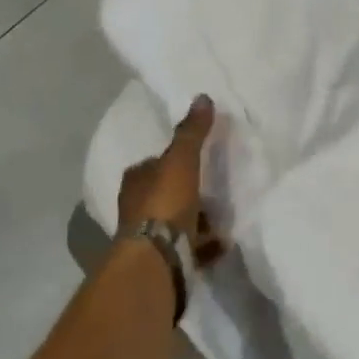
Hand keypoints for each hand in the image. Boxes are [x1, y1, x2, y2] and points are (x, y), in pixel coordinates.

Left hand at [118, 95, 224, 263]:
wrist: (157, 260)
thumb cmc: (165, 203)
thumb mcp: (181, 160)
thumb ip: (192, 132)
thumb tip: (202, 97)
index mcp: (136, 181)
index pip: (153, 164)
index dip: (172, 161)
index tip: (195, 159)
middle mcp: (135, 208)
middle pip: (165, 194)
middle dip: (186, 192)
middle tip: (214, 188)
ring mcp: (148, 238)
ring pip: (176, 222)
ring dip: (197, 220)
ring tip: (222, 217)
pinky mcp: (162, 262)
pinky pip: (188, 248)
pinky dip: (203, 244)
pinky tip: (222, 242)